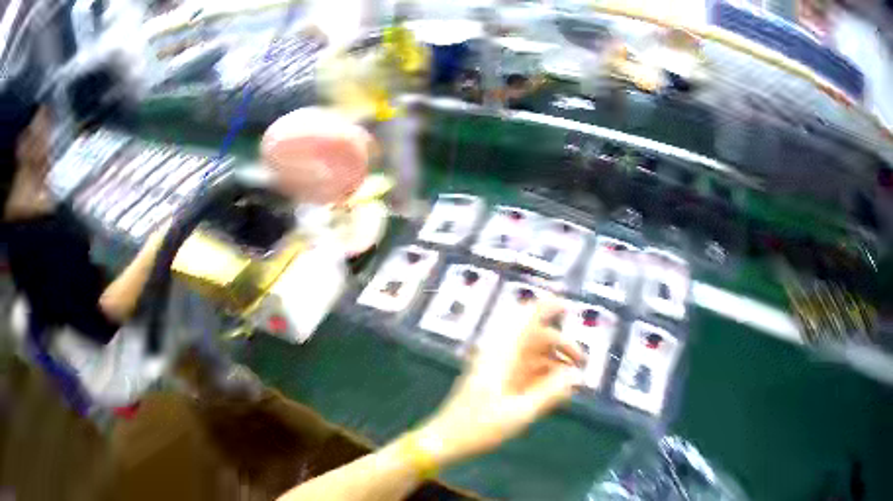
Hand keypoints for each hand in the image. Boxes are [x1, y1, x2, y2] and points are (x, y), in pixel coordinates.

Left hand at [418, 298, 584, 464]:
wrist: (445, 440)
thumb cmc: (480, 426)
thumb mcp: (520, 412)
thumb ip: (551, 392)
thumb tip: (576, 375)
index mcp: (502, 354)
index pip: (527, 319)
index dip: (548, 307)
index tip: (570, 307)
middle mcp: (499, 355)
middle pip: (535, 338)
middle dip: (561, 345)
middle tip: (582, 363)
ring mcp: (497, 369)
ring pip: (532, 355)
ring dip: (553, 363)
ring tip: (572, 383)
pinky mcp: (496, 382)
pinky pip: (524, 371)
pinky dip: (542, 376)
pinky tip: (556, 392)